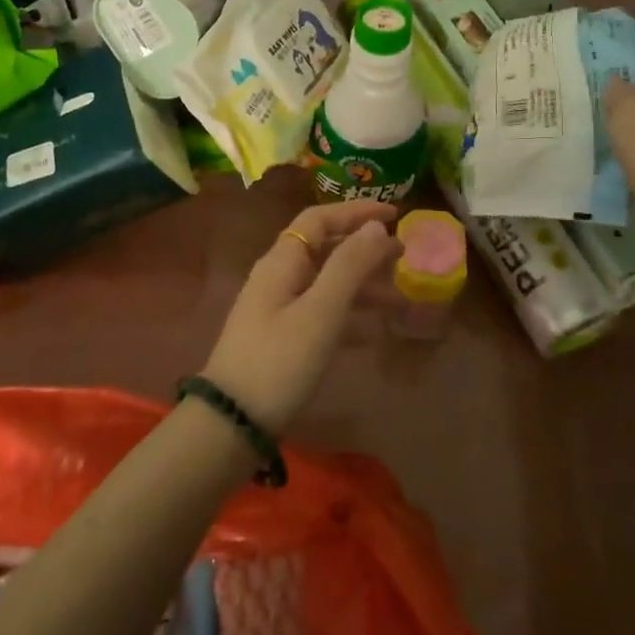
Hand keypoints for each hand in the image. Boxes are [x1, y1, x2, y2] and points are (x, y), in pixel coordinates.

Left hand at [202, 202, 400, 431]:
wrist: (232, 422)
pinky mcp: (280, 338)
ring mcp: (276, 309)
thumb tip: (376, 226)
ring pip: (325, 283)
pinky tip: (373, 332)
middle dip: (363, 249)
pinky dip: (347, 315)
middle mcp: (277, 277)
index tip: (394, 213)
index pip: (319, 220)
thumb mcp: (320, 312)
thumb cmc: (279, 361)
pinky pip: (320, 313)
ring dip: (361, 285)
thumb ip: (349, 267)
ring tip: (399, 298)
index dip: (355, 212)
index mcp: (282, 262)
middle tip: (403, 255)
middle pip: (324, 249)